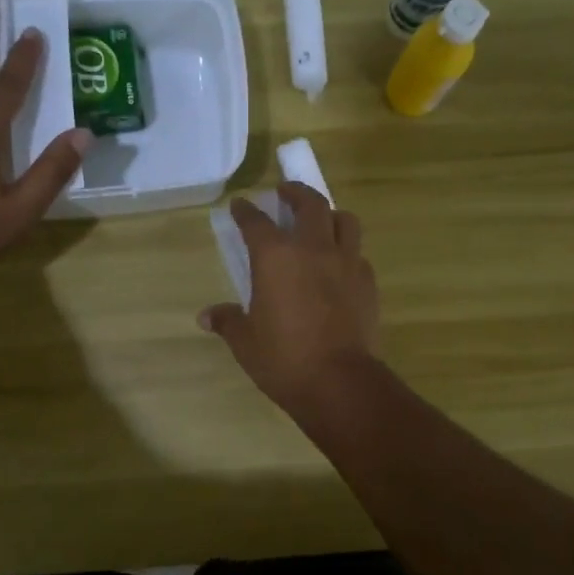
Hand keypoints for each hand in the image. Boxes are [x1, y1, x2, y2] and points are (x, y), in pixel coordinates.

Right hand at [199, 181, 378, 413]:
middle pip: (309, 203)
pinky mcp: (368, 282)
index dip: (246, 211)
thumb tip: (206, 316)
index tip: (240, 205)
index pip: (256, 222)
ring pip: (344, 220)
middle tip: (286, 192)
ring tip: (321, 220)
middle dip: (295, 192)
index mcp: (276, 257)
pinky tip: (340, 264)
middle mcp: (313, 249)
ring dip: (330, 214)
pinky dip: (347, 250)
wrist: (339, 382)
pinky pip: (358, 253)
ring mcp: (346, 263)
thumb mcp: (245, 342)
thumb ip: (228, 321)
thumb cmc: (284, 359)